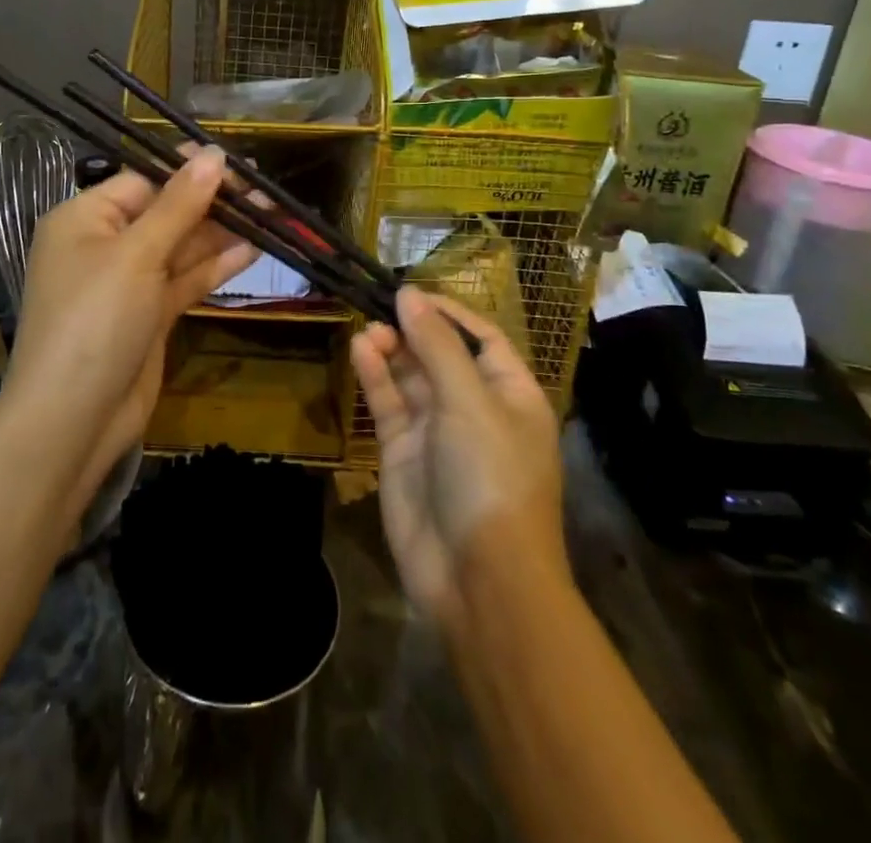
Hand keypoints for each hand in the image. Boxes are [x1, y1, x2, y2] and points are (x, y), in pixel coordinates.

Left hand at [1, 148, 255, 510]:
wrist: (73, 420)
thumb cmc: (95, 320)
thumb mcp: (136, 255)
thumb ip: (178, 205)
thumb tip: (213, 154)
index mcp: (85, 219)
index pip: (143, 180)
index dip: (189, 171)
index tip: (237, 164)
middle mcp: (104, 245)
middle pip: (165, 212)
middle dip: (212, 203)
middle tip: (266, 195)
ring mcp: (128, 283)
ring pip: (180, 247)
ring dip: (220, 234)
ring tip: (271, 218)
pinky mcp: (148, 315)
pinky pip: (184, 280)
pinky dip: (214, 267)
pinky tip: (252, 252)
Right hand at [350, 289, 566, 631]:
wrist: (479, 579)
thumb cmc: (491, 476)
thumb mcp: (469, 402)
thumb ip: (436, 345)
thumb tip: (409, 295)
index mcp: (510, 394)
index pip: (481, 337)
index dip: (449, 312)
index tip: (412, 292)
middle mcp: (475, 407)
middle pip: (441, 353)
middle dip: (413, 329)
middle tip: (378, 305)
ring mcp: (438, 431)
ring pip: (411, 376)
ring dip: (391, 349)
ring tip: (368, 328)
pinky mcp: (405, 453)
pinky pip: (390, 404)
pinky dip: (376, 376)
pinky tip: (359, 350)